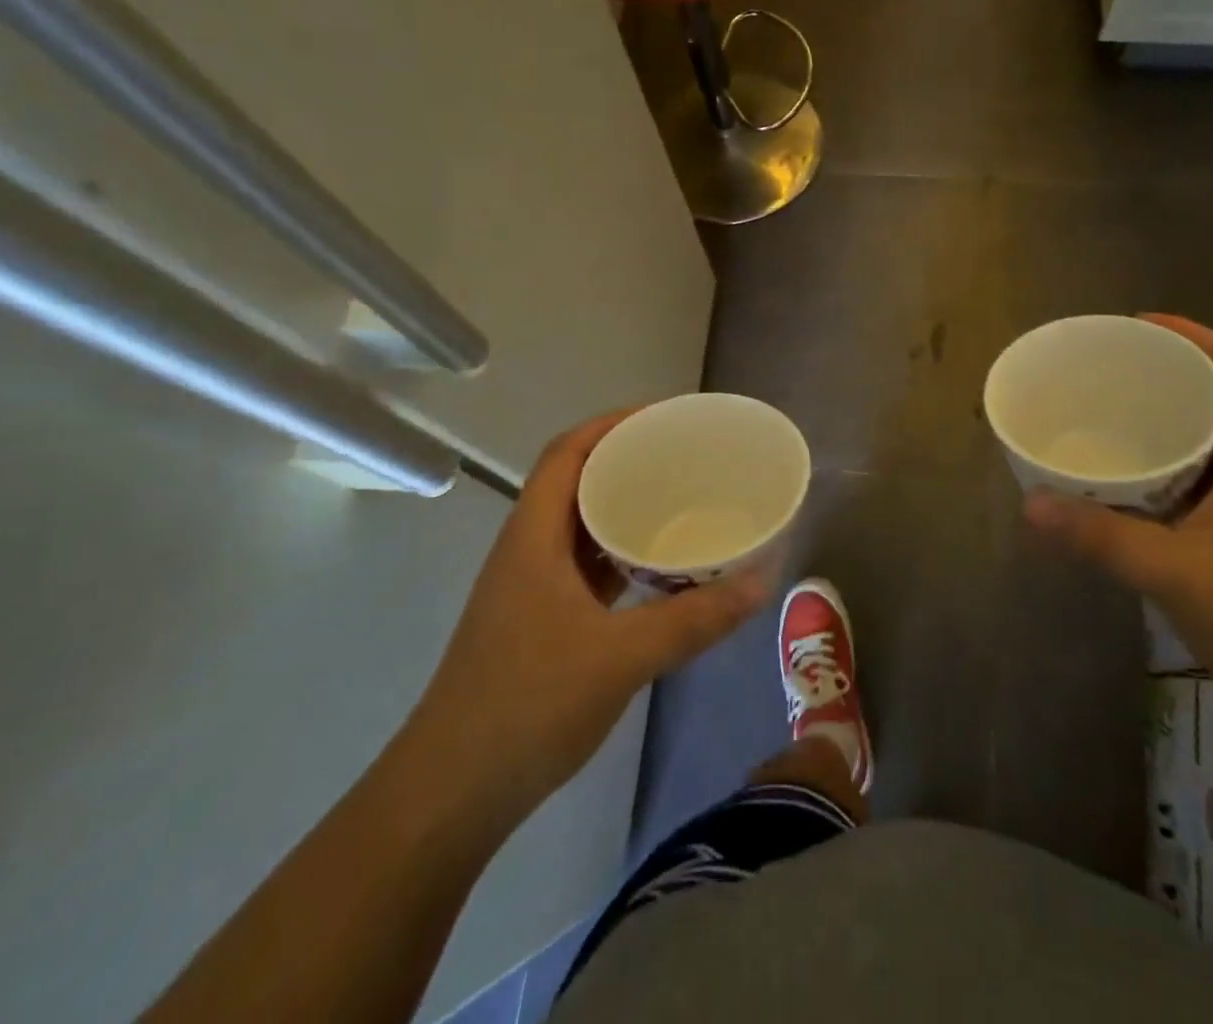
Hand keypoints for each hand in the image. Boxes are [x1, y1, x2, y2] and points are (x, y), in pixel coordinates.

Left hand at [401, 411, 766, 833]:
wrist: (451, 795)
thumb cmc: (527, 706)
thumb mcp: (621, 657)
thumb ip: (694, 619)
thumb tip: (761, 582)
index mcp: (533, 537)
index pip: (567, 453)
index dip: (612, 424)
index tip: (665, 417)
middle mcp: (528, 550)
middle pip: (575, 482)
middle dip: (627, 461)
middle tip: (685, 458)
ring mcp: (531, 588)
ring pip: (581, 526)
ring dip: (624, 509)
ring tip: (680, 502)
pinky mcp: (539, 621)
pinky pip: (586, 566)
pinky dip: (621, 555)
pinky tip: (659, 569)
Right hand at [1024, 316, 1212, 723]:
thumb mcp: (1179, 572)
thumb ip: (1103, 537)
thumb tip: (1031, 502)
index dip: (1192, 333)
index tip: (1137, 324)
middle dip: (1168, 371)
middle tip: (1108, 369)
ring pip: (1209, 439)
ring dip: (1165, 420)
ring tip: (1108, 415)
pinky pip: (1198, 479)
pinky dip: (1163, 466)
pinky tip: (1126, 484)